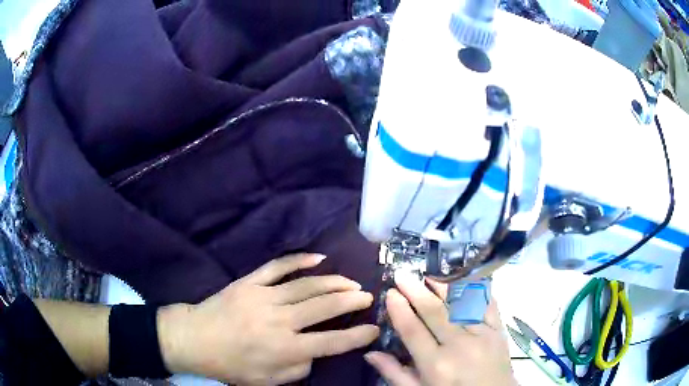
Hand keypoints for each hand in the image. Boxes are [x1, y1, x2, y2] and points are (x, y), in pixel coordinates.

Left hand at [158, 253, 378, 384]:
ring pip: (307, 285)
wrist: (195, 339)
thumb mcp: (268, 381)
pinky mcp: (249, 282)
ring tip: (351, 283)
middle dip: (351, 301)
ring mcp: (263, 296)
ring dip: (333, 282)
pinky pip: (278, 266)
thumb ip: (298, 368)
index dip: (357, 336)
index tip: (374, 328)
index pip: (332, 342)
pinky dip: (300, 259)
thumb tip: (316, 351)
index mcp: (284, 348)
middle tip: (368, 296)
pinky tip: (319, 257)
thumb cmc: (231, 365)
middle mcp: (279, 320)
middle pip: (324, 307)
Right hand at [365, 273, 516, 385]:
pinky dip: (475, 289)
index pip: (412, 330)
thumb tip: (370, 353)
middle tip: (403, 275)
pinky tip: (464, 279)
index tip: (390, 293)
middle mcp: (459, 345)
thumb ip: (395, 374)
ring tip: (428, 274)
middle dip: (416, 291)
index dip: (399, 310)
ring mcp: (482, 334)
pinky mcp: (499, 329)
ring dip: (443, 286)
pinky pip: (487, 303)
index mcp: (436, 364)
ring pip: (460, 303)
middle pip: (434, 312)